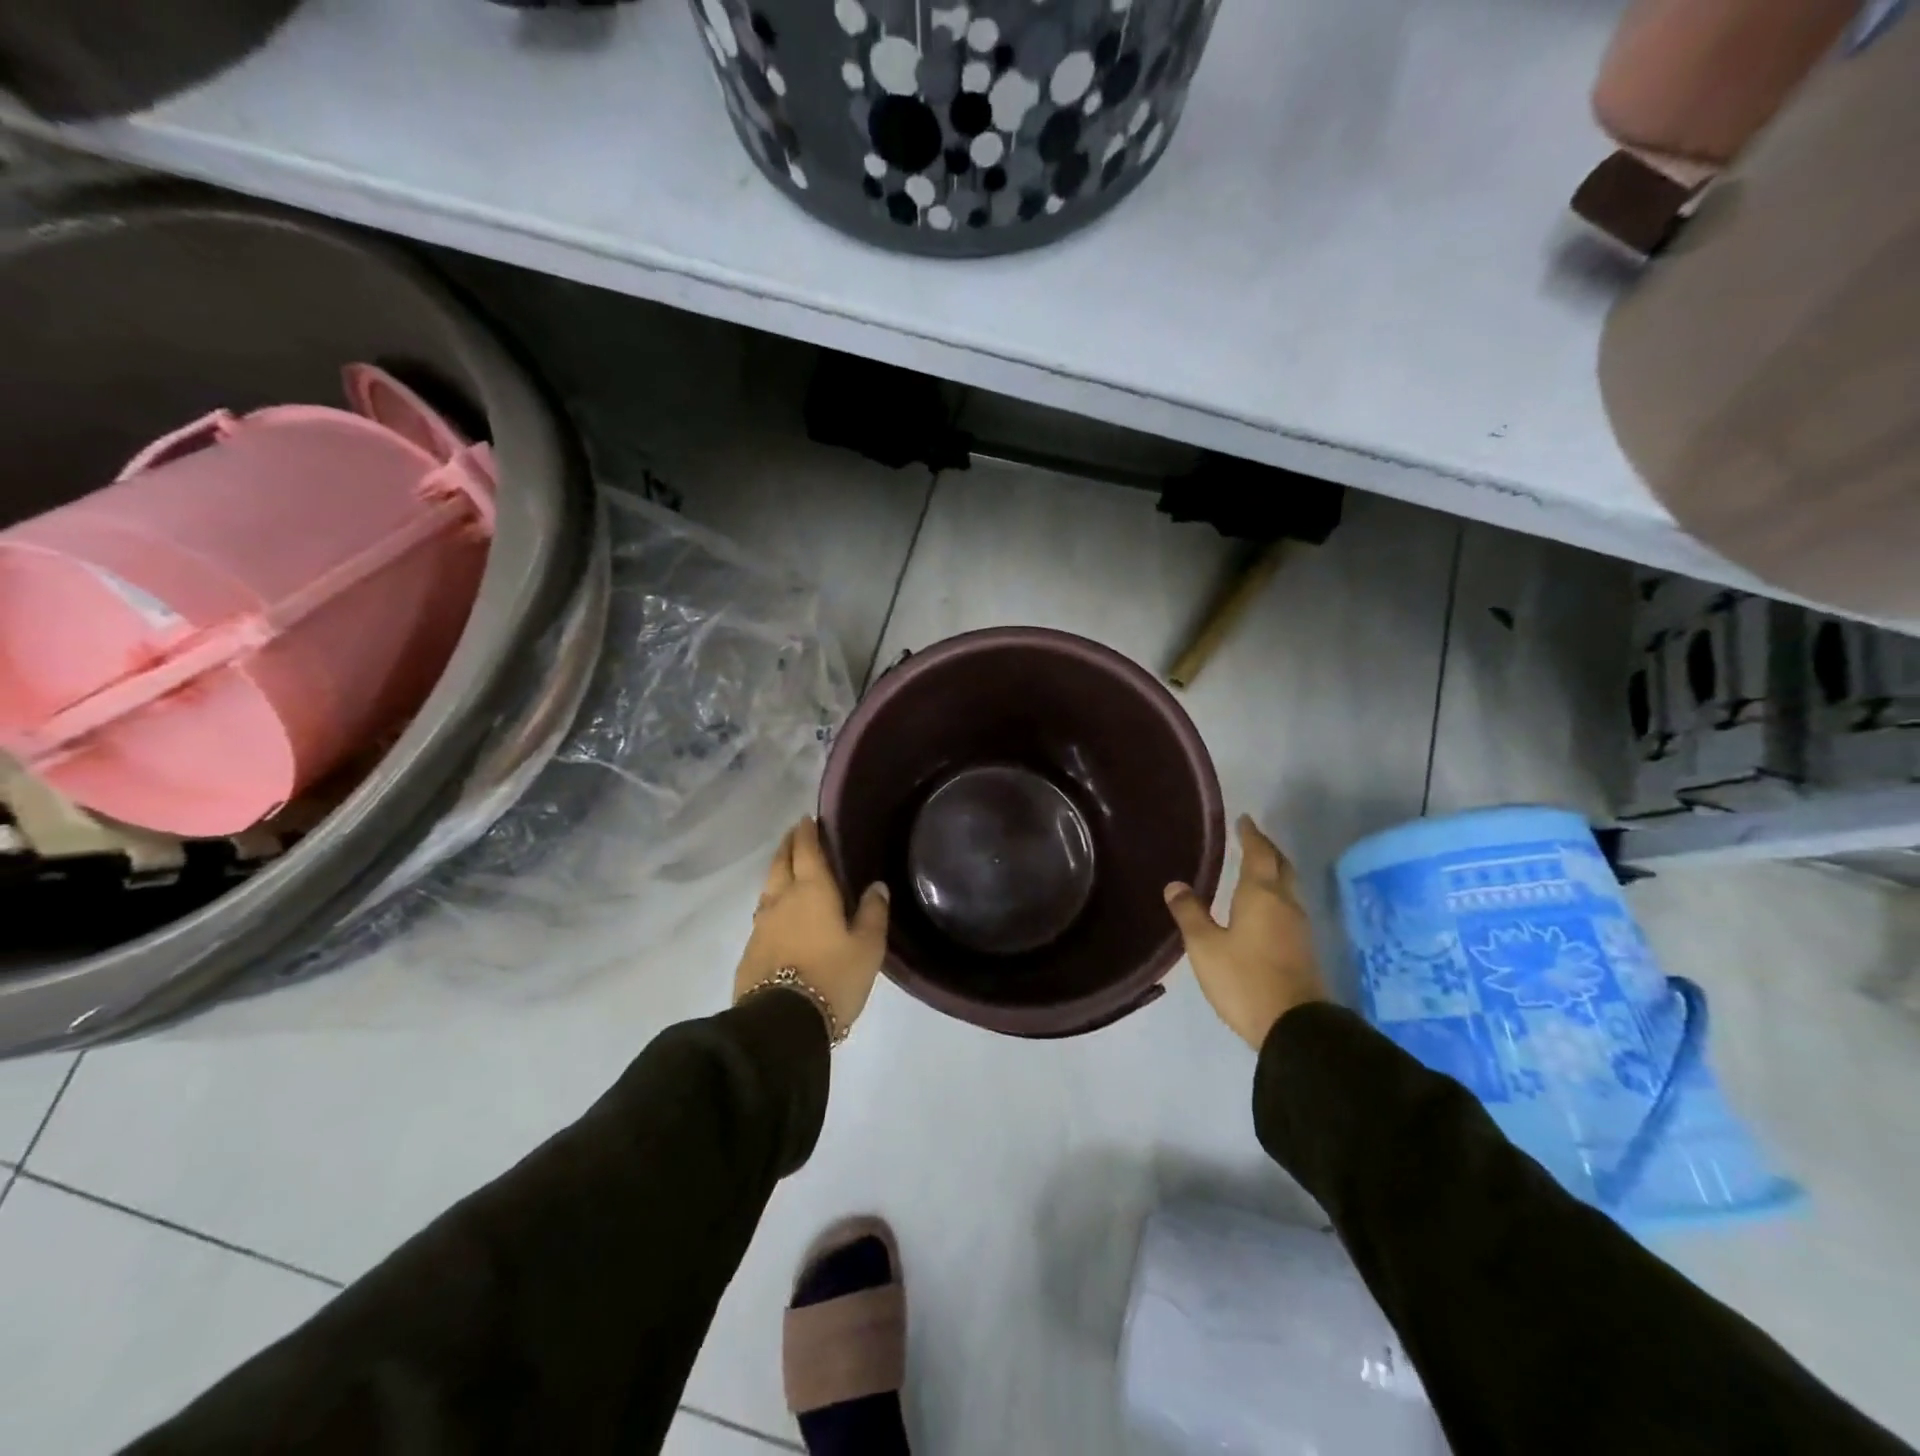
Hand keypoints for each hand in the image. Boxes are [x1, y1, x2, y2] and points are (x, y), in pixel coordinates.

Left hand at [735, 817, 889, 1037]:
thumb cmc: (832, 978)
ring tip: (788, 871)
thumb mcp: (867, 947)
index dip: (807, 832)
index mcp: (812, 891)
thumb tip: (875, 886)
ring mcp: (761, 925)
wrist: (781, 1024)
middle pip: (780, 863)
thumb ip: (872, 913)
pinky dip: (772, 904)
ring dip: (777, 873)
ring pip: (768, 888)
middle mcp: (782, 900)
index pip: (806, 850)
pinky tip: (779, 915)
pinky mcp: (750, 951)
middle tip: (796, 835)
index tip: (807, 818)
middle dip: (788, 846)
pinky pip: (763, 915)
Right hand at [1164, 815, 1326, 1049]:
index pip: (1258, 853)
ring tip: (1256, 867)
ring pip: (1288, 887)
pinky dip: (1276, 895)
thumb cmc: (1244, 979)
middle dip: (1267, 849)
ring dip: (1274, 872)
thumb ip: (1190, 913)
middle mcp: (1285, 904)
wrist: (1294, 1026)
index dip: (1251, 835)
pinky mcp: (1303, 948)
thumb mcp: (1205, 946)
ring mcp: (1299, 927)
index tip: (1244, 819)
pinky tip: (1263, 906)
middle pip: (1280, 866)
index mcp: (1261, 895)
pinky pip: (1288, 907)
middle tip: (1251, 838)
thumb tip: (1175, 884)